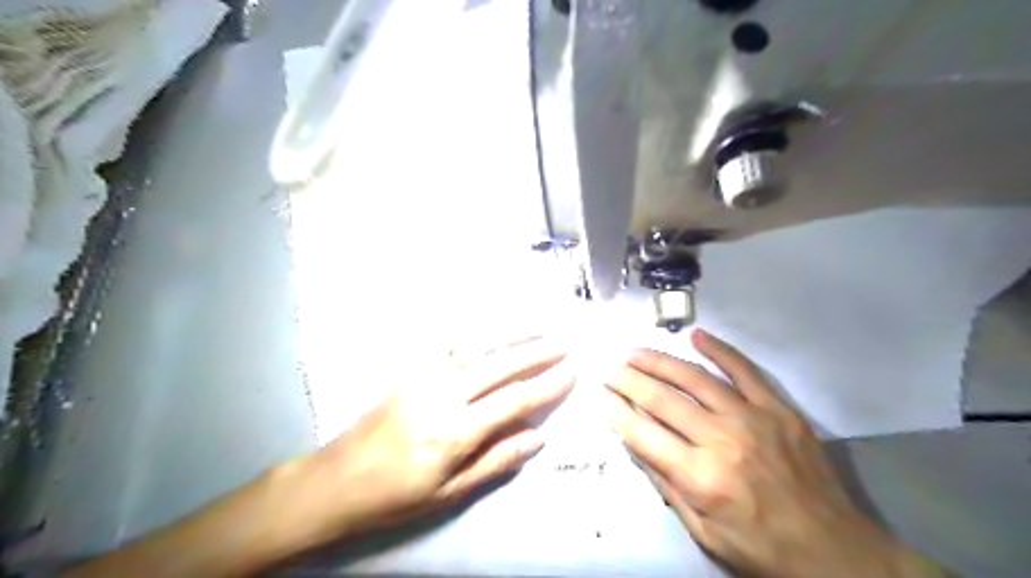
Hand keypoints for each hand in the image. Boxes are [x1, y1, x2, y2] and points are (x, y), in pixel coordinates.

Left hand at [304, 337, 571, 540]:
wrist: (336, 480)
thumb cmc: (395, 495)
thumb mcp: (449, 493)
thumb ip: (495, 461)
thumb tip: (537, 438)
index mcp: (455, 431)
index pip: (513, 401)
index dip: (546, 386)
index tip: (570, 373)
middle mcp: (442, 395)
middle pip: (499, 366)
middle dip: (536, 352)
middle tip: (564, 342)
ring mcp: (424, 377)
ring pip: (477, 348)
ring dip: (511, 335)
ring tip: (540, 326)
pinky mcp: (410, 371)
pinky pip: (451, 345)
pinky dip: (479, 333)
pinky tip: (495, 328)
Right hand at [605, 329, 948, 577]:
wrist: (834, 549)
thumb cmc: (760, 546)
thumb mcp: (703, 533)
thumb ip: (667, 485)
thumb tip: (635, 444)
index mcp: (701, 477)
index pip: (644, 434)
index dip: (618, 413)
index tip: (602, 397)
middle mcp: (722, 440)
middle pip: (663, 401)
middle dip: (630, 382)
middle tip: (611, 369)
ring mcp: (753, 418)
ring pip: (696, 379)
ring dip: (660, 362)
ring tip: (636, 352)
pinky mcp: (779, 408)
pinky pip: (745, 370)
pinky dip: (719, 350)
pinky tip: (697, 336)